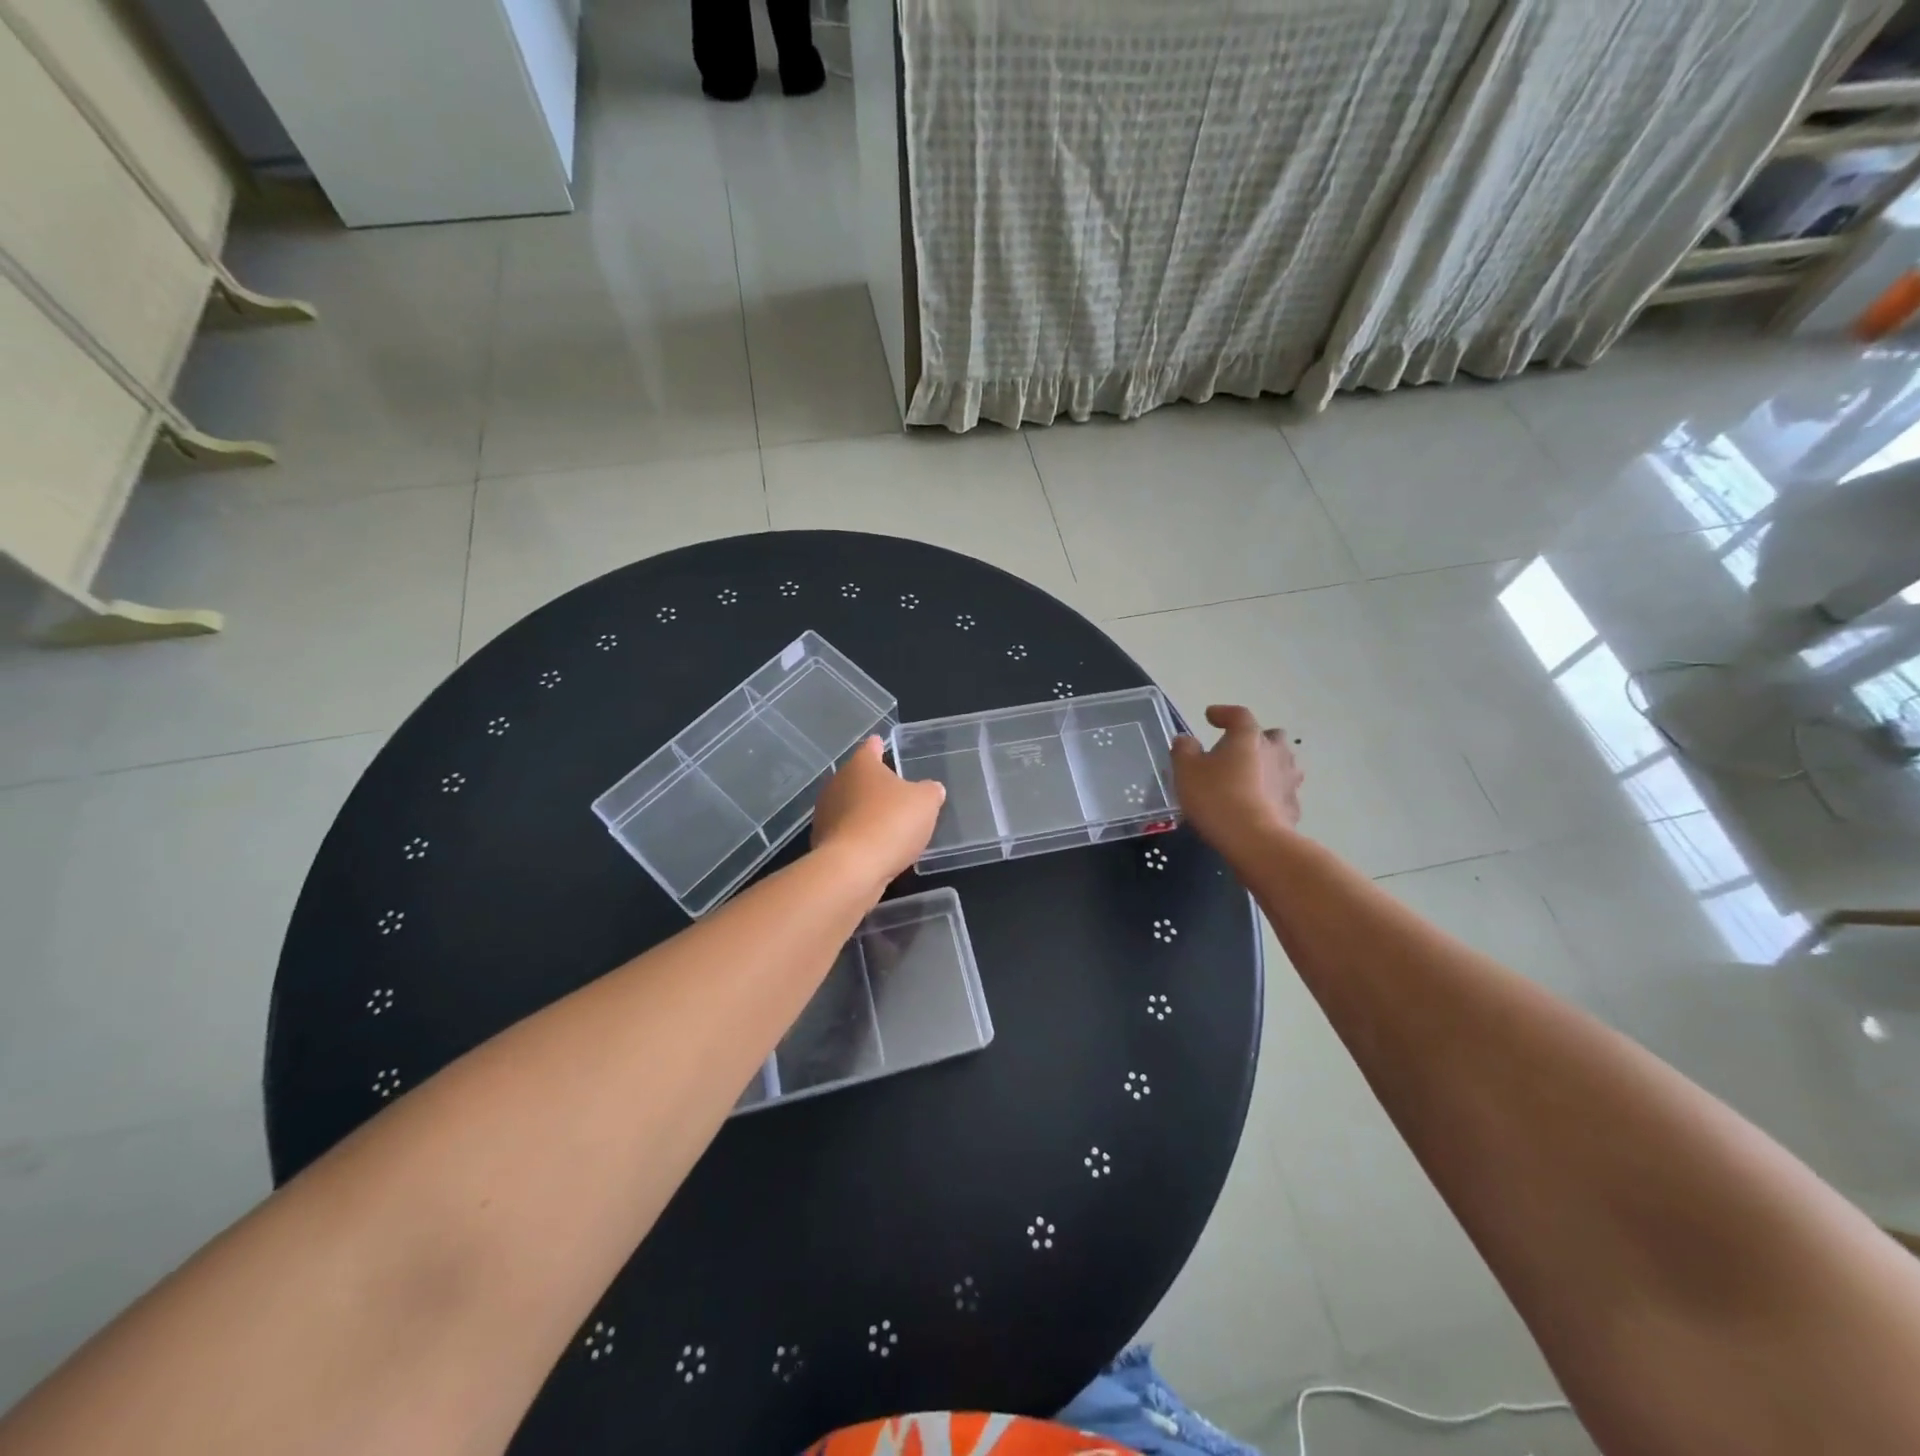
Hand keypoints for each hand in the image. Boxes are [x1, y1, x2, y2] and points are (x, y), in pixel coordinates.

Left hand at [811, 737, 945, 889]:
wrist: (853, 868)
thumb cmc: (891, 822)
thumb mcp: (925, 802)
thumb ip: (930, 791)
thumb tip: (932, 789)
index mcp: (861, 766)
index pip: (870, 748)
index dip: (877, 746)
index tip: (879, 742)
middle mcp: (837, 784)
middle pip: (857, 778)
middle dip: (873, 784)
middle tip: (892, 790)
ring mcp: (826, 814)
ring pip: (849, 806)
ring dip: (864, 811)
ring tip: (886, 822)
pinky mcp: (822, 842)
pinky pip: (846, 832)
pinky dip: (858, 835)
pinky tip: (873, 847)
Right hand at [1170, 705, 1303, 851]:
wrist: (1255, 841)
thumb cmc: (1216, 798)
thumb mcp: (1186, 771)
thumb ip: (1184, 750)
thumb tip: (1186, 740)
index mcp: (1248, 737)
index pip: (1238, 715)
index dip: (1223, 713)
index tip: (1210, 716)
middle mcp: (1275, 752)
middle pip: (1271, 737)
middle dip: (1256, 739)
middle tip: (1237, 749)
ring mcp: (1289, 780)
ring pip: (1282, 764)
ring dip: (1268, 766)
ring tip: (1249, 778)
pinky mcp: (1293, 807)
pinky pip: (1282, 792)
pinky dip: (1271, 794)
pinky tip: (1257, 805)